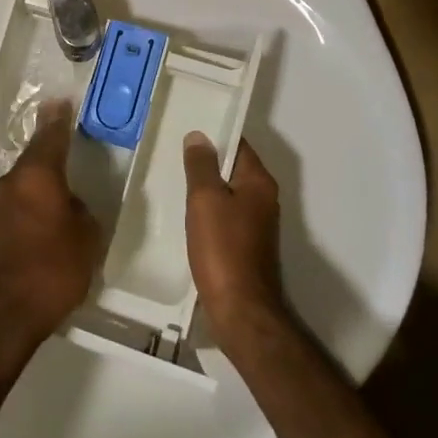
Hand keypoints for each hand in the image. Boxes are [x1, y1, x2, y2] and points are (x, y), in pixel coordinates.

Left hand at [0, 100, 101, 351]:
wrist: (1, 317)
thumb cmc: (53, 270)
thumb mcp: (87, 239)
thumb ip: (80, 212)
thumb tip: (69, 205)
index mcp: (37, 177)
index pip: (49, 137)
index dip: (57, 119)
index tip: (59, 101)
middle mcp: (9, 185)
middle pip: (31, 164)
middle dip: (47, 163)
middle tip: (65, 163)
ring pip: (18, 191)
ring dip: (34, 195)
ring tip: (53, 210)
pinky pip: (9, 215)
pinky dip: (22, 218)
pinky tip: (34, 238)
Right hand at [184, 133, 286, 338]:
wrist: (241, 310)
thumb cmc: (223, 248)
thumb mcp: (205, 200)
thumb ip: (201, 165)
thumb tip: (199, 136)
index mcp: (259, 182)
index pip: (238, 144)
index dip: (215, 134)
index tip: (188, 127)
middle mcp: (264, 199)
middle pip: (234, 169)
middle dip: (207, 161)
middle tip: (174, 152)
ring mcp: (257, 225)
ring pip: (228, 194)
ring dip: (206, 188)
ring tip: (174, 180)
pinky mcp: (246, 246)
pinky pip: (225, 217)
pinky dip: (208, 212)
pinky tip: (186, 216)